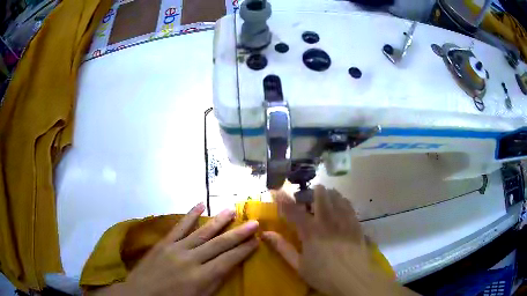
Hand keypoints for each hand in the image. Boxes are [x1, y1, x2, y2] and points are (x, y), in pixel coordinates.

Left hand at [94, 203, 258, 295]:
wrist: (140, 295)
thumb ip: (214, 284)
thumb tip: (228, 268)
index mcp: (202, 277)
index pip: (229, 260)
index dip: (244, 250)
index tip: (257, 240)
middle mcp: (191, 259)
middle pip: (219, 243)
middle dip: (239, 233)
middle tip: (254, 222)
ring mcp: (175, 248)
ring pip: (202, 231)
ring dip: (218, 220)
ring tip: (232, 209)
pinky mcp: (163, 242)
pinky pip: (179, 226)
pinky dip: (190, 215)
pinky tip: (200, 204)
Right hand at [262, 186, 417, 295]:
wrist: (354, 278)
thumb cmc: (323, 275)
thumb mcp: (298, 265)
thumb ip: (283, 248)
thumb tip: (266, 234)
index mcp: (310, 231)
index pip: (293, 210)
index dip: (283, 199)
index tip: (277, 190)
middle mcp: (327, 220)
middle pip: (320, 195)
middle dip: (312, 191)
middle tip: (307, 197)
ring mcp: (344, 220)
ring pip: (336, 197)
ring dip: (328, 194)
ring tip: (324, 197)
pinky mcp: (356, 223)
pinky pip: (349, 205)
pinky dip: (342, 201)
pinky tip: (341, 204)